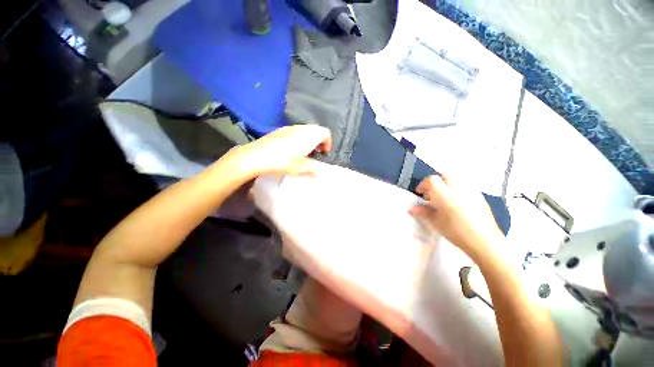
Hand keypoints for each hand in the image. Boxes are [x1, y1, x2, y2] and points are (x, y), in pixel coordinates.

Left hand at [230, 125, 331, 177]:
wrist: (256, 156)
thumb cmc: (282, 161)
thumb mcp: (300, 168)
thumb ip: (312, 168)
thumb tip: (319, 172)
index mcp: (308, 136)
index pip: (325, 132)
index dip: (328, 142)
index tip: (324, 153)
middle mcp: (301, 128)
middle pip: (316, 130)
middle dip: (319, 141)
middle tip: (316, 153)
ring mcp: (289, 128)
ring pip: (306, 130)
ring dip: (309, 139)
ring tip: (305, 152)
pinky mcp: (280, 130)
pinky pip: (296, 131)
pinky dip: (300, 138)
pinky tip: (292, 149)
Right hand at [409, 174, 502, 257]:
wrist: (485, 242)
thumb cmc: (456, 232)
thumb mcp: (436, 222)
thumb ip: (423, 212)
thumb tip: (412, 208)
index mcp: (445, 194)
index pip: (431, 180)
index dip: (423, 185)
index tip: (420, 193)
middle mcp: (458, 188)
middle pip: (444, 176)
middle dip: (435, 182)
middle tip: (431, 194)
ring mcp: (471, 190)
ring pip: (455, 179)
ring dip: (446, 184)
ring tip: (444, 198)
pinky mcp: (480, 196)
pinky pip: (465, 185)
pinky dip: (457, 189)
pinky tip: (457, 202)